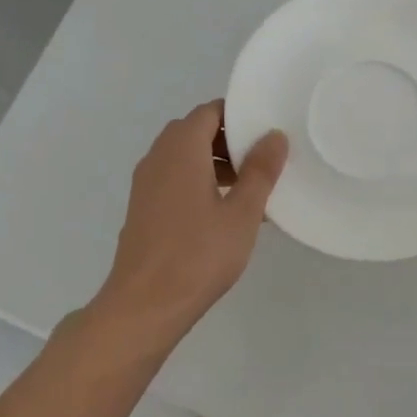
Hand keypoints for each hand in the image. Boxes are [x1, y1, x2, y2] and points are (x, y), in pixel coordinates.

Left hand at [95, 101, 287, 339]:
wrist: (145, 304)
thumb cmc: (198, 255)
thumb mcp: (242, 213)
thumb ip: (260, 171)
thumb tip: (274, 135)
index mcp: (181, 149)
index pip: (209, 112)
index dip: (238, 116)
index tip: (266, 131)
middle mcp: (158, 157)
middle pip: (195, 132)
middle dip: (228, 140)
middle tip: (261, 160)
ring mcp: (145, 184)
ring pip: (183, 157)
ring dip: (214, 163)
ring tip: (248, 189)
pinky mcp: (142, 208)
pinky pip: (173, 179)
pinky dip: (197, 182)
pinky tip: (222, 213)